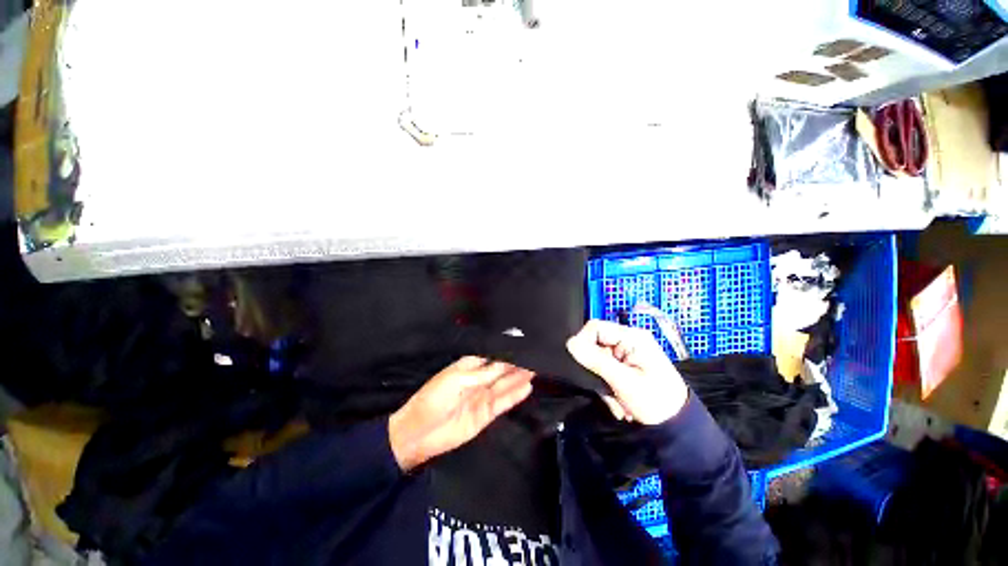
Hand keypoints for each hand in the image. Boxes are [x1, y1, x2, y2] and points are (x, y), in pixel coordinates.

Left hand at [388, 357, 534, 471]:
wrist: (418, 434)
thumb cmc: (433, 399)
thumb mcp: (457, 380)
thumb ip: (483, 374)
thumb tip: (504, 362)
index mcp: (468, 366)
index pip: (491, 356)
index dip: (506, 351)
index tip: (523, 345)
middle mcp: (478, 380)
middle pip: (501, 370)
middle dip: (516, 364)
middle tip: (535, 357)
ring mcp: (482, 397)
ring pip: (504, 385)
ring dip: (519, 378)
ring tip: (536, 369)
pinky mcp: (485, 414)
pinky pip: (503, 403)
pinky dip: (515, 396)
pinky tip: (527, 387)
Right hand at [566, 320, 688, 425]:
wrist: (679, 427)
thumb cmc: (656, 401)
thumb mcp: (624, 381)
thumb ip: (596, 360)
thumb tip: (570, 344)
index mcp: (632, 337)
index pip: (595, 327)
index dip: (583, 342)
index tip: (582, 365)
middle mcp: (628, 341)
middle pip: (595, 344)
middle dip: (595, 369)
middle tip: (604, 389)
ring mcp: (627, 354)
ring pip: (598, 361)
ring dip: (601, 381)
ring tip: (616, 400)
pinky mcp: (626, 366)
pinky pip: (605, 370)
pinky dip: (607, 386)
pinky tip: (619, 401)